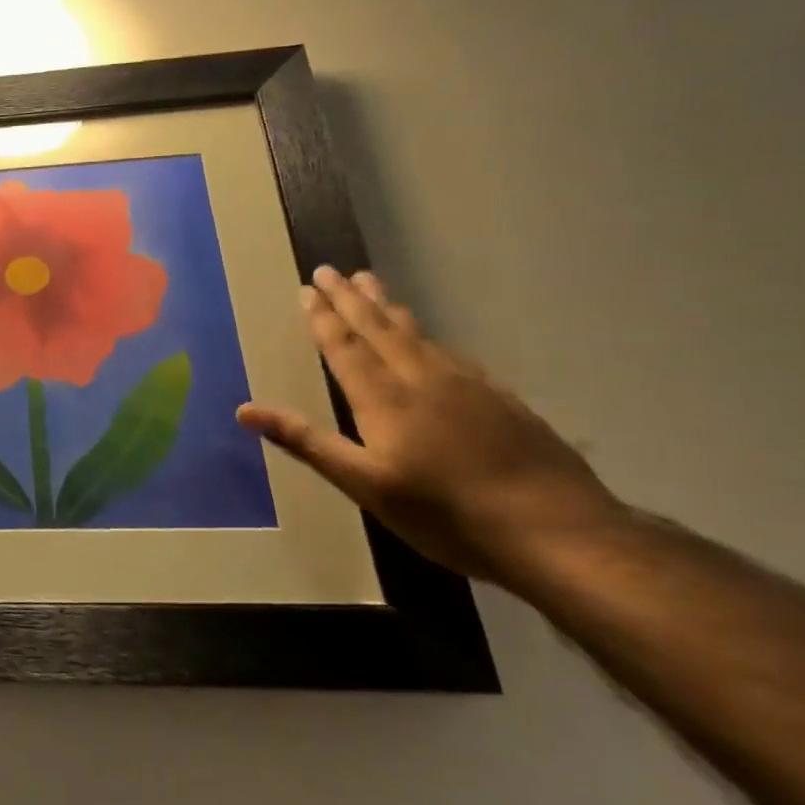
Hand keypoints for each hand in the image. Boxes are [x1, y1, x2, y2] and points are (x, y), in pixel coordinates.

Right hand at [236, 267, 622, 582]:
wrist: (559, 534)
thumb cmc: (446, 514)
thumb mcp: (364, 485)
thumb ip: (306, 442)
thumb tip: (244, 410)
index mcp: (385, 399)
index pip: (346, 347)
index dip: (324, 318)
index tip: (308, 288)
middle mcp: (424, 380)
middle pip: (381, 329)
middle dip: (352, 299)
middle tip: (332, 270)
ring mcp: (469, 387)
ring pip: (418, 335)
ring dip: (389, 308)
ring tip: (372, 286)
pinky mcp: (502, 401)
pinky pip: (452, 354)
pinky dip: (428, 337)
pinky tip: (431, 341)